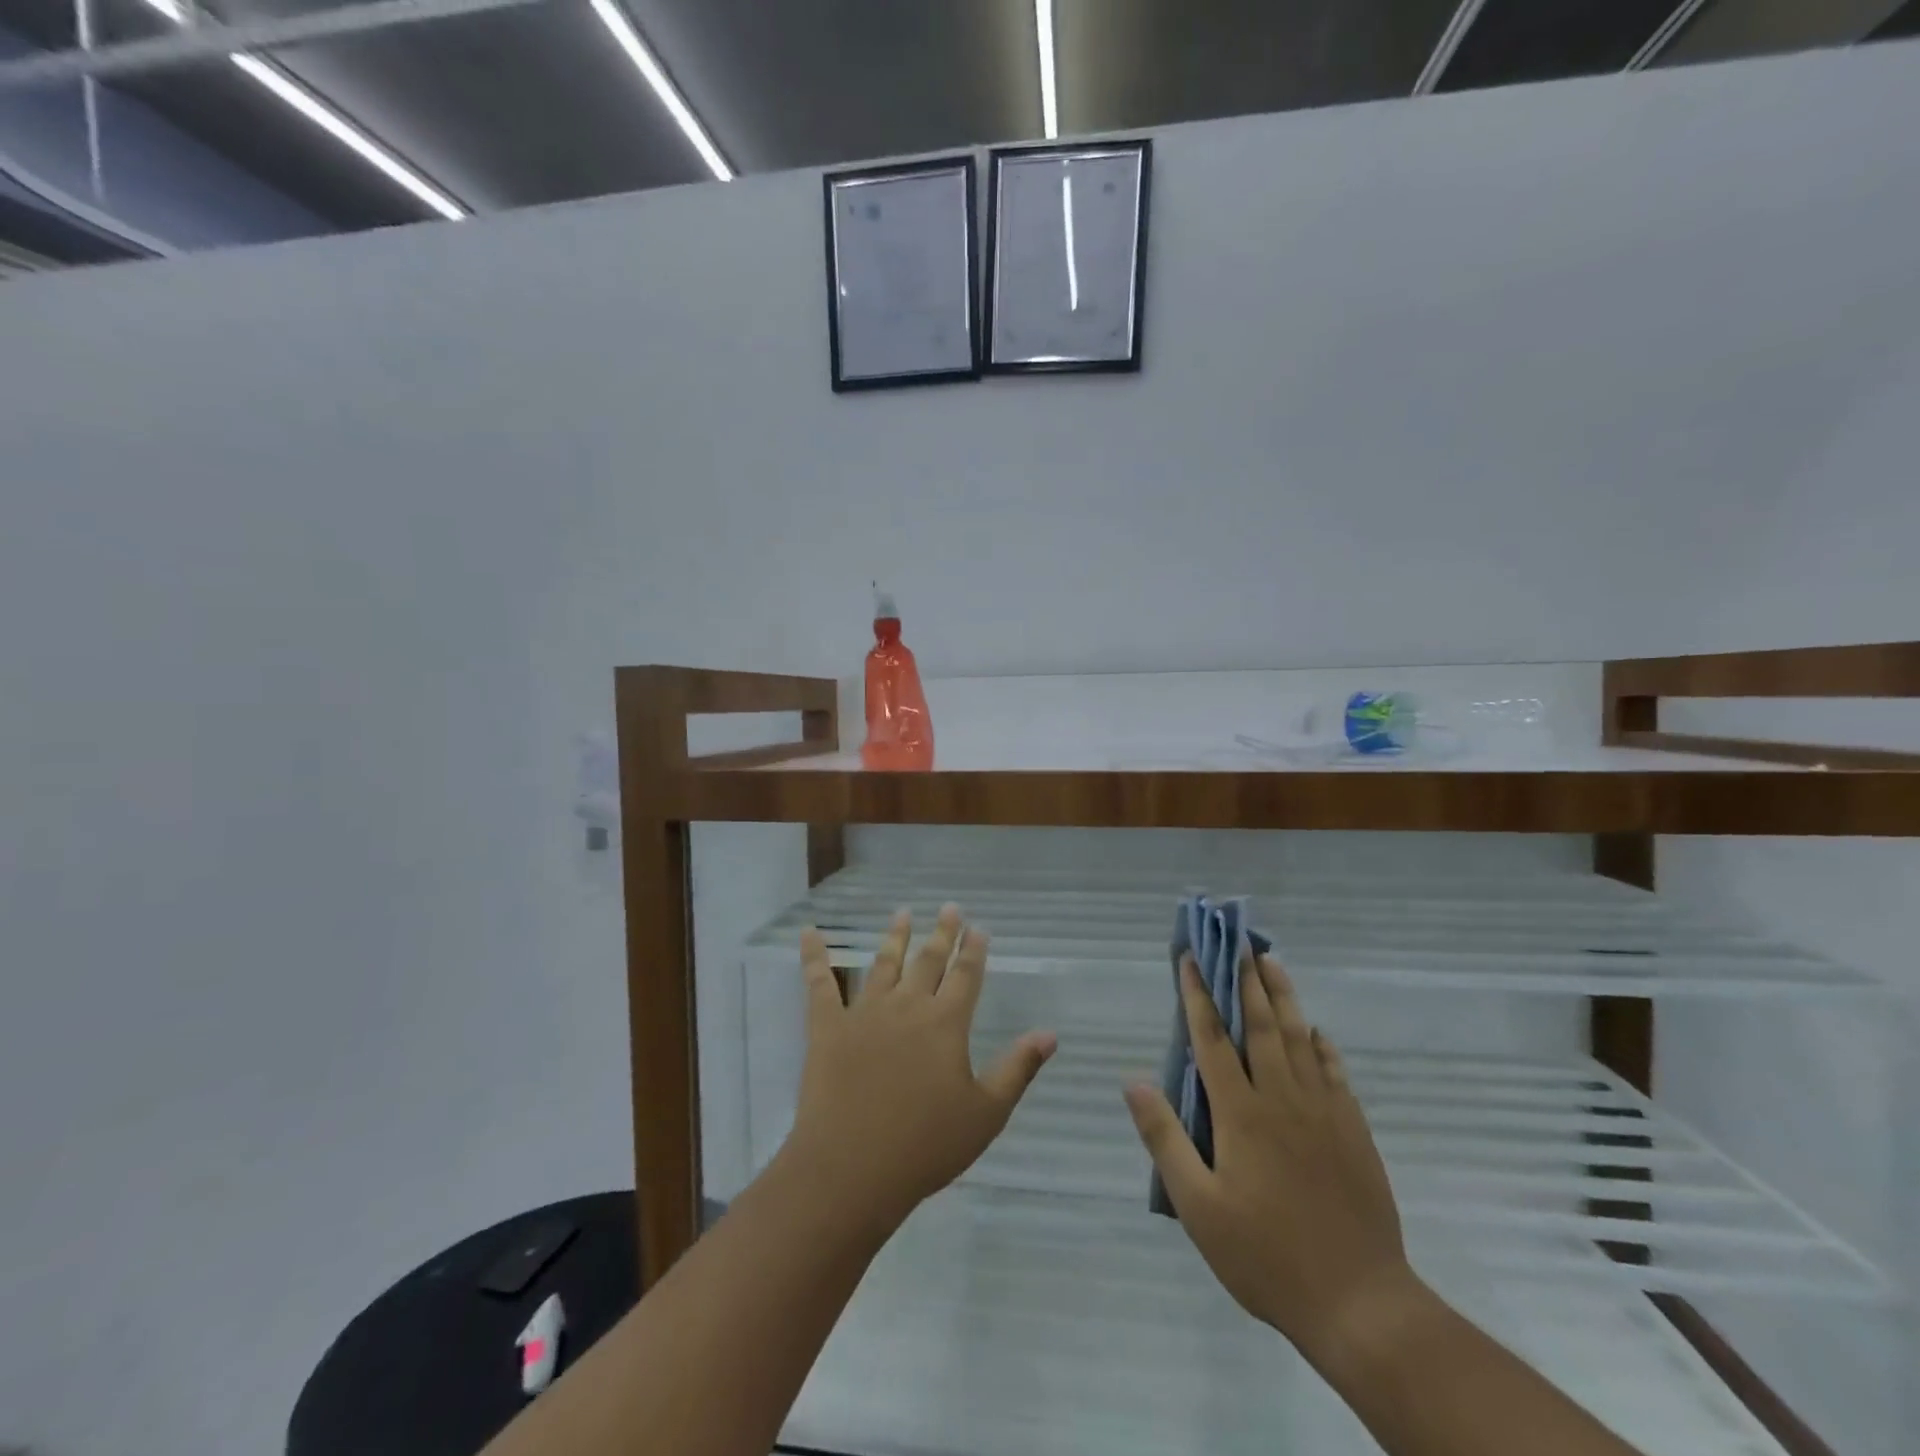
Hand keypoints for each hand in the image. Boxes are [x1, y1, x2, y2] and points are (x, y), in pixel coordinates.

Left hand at [784, 904, 1056, 1237]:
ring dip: (895, 936)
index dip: (974, 950)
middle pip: (928, 961)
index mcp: (946, 1024)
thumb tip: (1049, 1033)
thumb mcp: (986, 1114)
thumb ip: (1018, 1069)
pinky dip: (813, 956)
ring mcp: (864, 1013)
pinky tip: (809, 932)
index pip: (965, 976)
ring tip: (903, 912)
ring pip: (883, 964)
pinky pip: (818, 984)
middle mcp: (907, 1006)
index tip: (978, 927)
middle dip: (942, 933)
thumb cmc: (925, 1146)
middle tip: (949, 907)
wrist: (851, 1169)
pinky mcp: (827, 1027)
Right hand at [1124, 953, 1421, 1368]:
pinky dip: (1321, 1045)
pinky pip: (1334, 1072)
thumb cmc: (1265, 1254)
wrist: (1359, 1302)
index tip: (1190, 959)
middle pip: (1260, 1025)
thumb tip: (1133, 1081)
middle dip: (1245, 980)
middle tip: (1238, 942)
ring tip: (1271, 962)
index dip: (1198, 996)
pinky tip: (1315, 1032)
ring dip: (1283, 997)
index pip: (1211, 1039)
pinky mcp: (1353, 1130)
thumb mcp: (1198, 1206)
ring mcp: (1323, 1111)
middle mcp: (1281, 1098)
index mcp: (1240, 1113)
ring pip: (1298, 1038)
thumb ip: (1164, 1138)